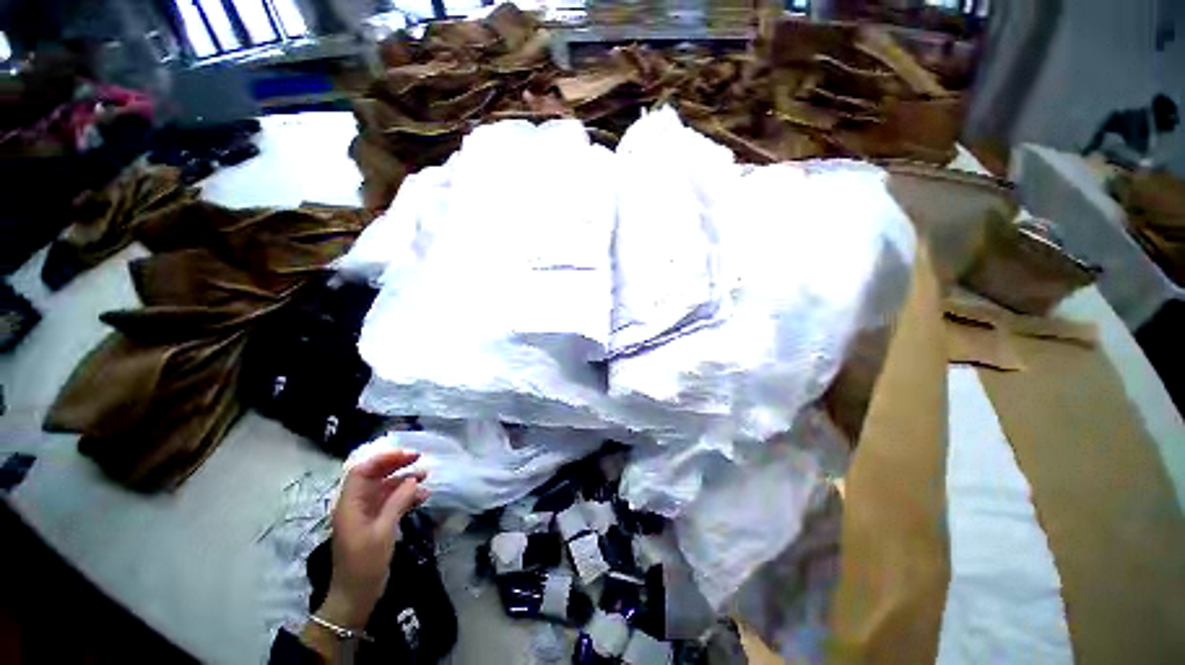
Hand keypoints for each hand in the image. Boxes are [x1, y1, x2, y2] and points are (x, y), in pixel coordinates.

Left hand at [319, 449, 427, 628]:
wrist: (356, 596)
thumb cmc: (364, 564)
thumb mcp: (382, 532)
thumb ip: (397, 503)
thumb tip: (414, 479)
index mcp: (350, 504)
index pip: (362, 471)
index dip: (383, 459)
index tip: (407, 455)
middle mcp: (356, 505)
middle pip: (374, 476)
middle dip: (396, 464)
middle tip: (420, 458)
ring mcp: (366, 514)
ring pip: (385, 487)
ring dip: (404, 480)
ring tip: (427, 475)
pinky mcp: (376, 522)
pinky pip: (391, 501)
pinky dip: (406, 496)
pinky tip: (423, 495)